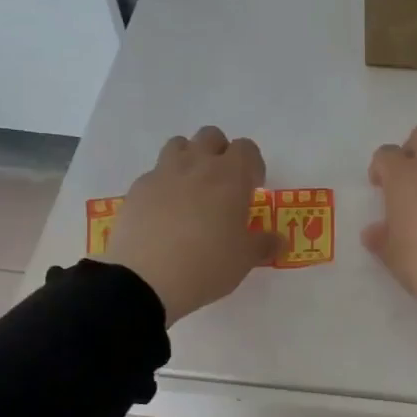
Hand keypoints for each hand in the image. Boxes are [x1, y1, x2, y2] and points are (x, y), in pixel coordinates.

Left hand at [104, 127, 280, 323]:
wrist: (145, 280)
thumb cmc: (208, 264)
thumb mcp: (245, 260)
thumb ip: (264, 245)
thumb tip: (279, 241)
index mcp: (230, 176)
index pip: (246, 149)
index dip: (252, 166)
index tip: (252, 188)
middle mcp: (197, 165)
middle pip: (211, 137)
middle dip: (220, 153)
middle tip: (223, 186)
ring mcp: (163, 174)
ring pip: (178, 145)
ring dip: (189, 159)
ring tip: (192, 191)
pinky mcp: (137, 189)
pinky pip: (155, 174)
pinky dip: (164, 185)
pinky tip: (164, 214)